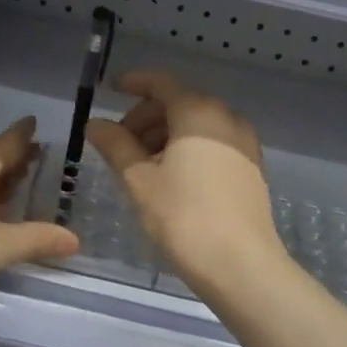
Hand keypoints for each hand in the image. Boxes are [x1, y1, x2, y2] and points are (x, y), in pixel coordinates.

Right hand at [85, 70, 283, 294]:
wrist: (241, 264)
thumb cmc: (183, 217)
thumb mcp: (139, 180)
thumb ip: (115, 145)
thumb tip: (95, 124)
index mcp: (198, 111)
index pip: (161, 83)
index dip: (132, 82)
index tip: (110, 89)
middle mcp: (226, 118)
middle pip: (179, 102)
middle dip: (145, 116)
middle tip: (118, 142)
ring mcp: (244, 143)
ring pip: (197, 125)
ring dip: (165, 134)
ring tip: (140, 165)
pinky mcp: (251, 169)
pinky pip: (213, 144)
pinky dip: (187, 149)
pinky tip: (169, 177)